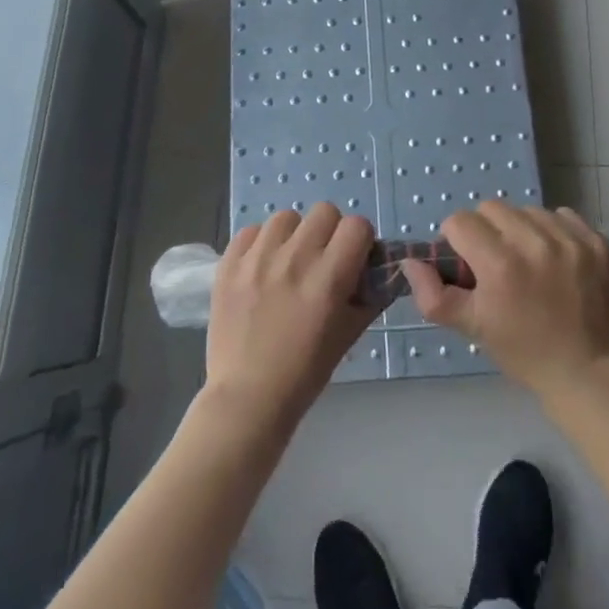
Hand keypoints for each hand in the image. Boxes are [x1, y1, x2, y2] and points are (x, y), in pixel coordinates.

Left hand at [203, 203, 380, 431]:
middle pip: (324, 211)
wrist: (248, 396)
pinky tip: (260, 267)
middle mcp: (295, 259)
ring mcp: (258, 258)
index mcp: (329, 278)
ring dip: (294, 234)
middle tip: (322, 258)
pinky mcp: (228, 264)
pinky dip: (260, 243)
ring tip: (288, 261)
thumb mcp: (349, 334)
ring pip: (286, 217)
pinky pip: (251, 230)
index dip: (360, 240)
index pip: (357, 226)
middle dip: (330, 231)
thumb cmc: (306, 372)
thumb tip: (380, 269)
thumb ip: (369, 296)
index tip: (353, 258)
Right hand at [402, 201, 608, 399]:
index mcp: (500, 263)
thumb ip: (432, 295)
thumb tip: (410, 262)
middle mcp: (534, 242)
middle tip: (496, 262)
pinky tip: (555, 259)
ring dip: (520, 229)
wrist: (587, 372)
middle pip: (492, 208)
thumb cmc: (523, 351)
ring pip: (527, 210)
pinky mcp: (596, 242)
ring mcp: (569, 239)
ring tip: (528, 261)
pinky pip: (562, 215)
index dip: (457, 242)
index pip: (460, 221)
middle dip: (486, 231)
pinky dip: (553, 231)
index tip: (469, 265)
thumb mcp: (471, 327)